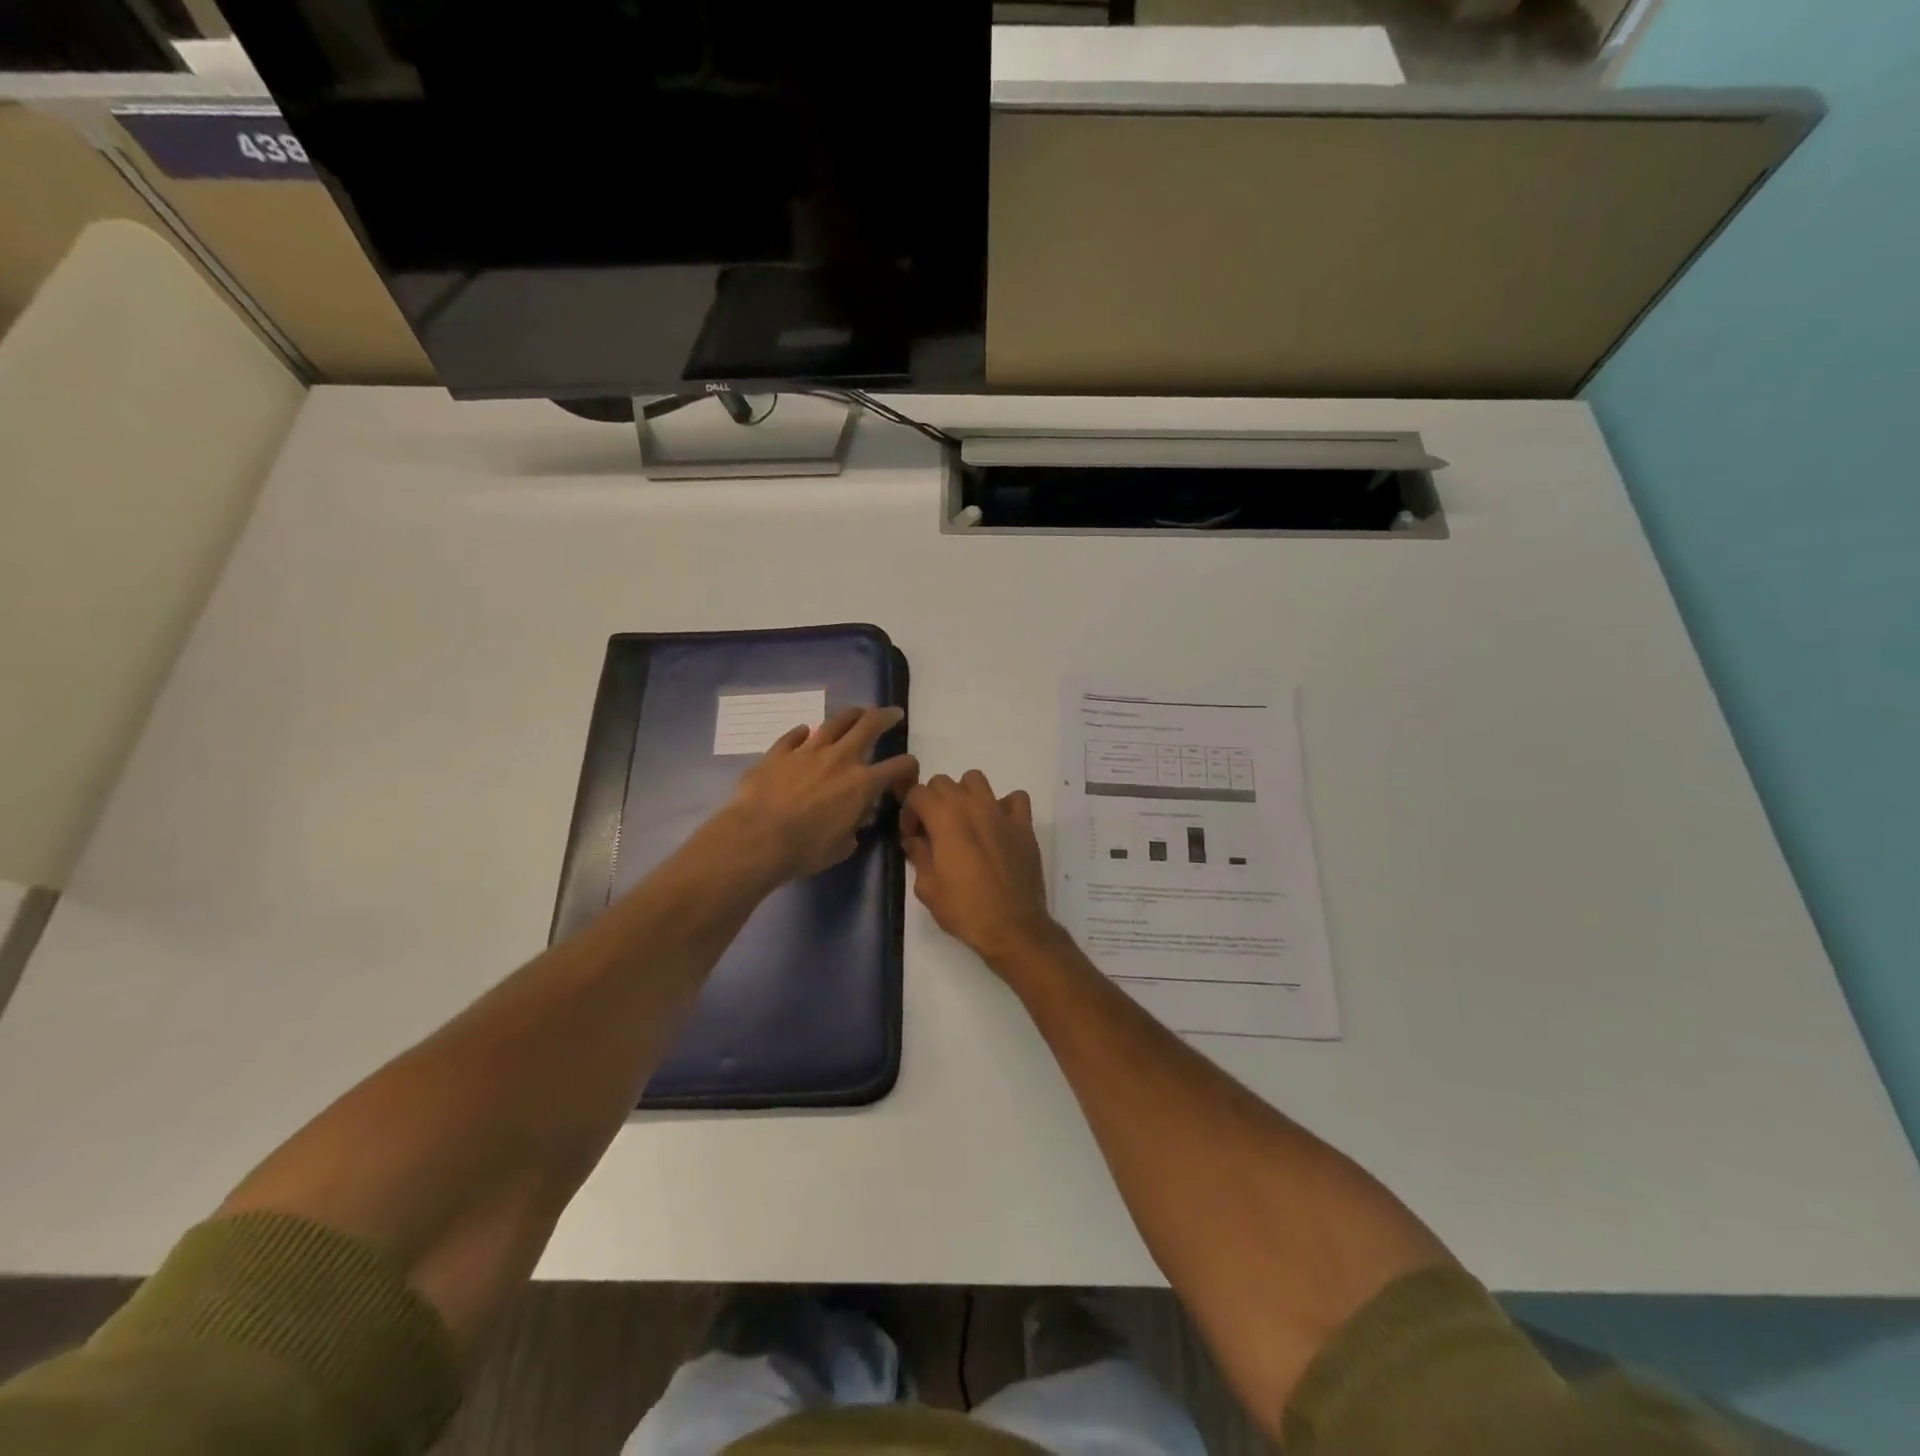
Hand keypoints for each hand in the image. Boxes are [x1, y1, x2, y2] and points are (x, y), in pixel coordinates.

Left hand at [722, 706, 917, 881]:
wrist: (756, 839)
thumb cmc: (804, 850)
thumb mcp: (841, 847)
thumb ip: (854, 829)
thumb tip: (857, 818)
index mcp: (862, 784)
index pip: (897, 767)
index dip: (909, 766)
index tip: (910, 770)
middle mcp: (840, 759)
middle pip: (869, 725)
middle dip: (885, 717)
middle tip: (893, 714)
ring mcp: (807, 751)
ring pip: (835, 721)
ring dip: (850, 714)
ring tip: (857, 712)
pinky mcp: (779, 753)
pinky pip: (794, 736)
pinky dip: (802, 733)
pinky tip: (804, 731)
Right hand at [900, 770, 1059, 968]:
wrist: (1012, 926)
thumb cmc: (964, 909)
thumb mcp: (927, 887)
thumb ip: (918, 854)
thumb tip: (915, 840)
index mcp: (944, 818)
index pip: (917, 792)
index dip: (909, 811)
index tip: (912, 836)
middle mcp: (972, 806)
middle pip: (944, 782)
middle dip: (933, 801)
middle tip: (934, 830)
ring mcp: (1000, 812)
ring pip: (976, 780)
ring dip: (965, 795)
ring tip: (965, 821)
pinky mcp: (1023, 825)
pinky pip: (1015, 798)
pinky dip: (1004, 806)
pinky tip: (998, 826)